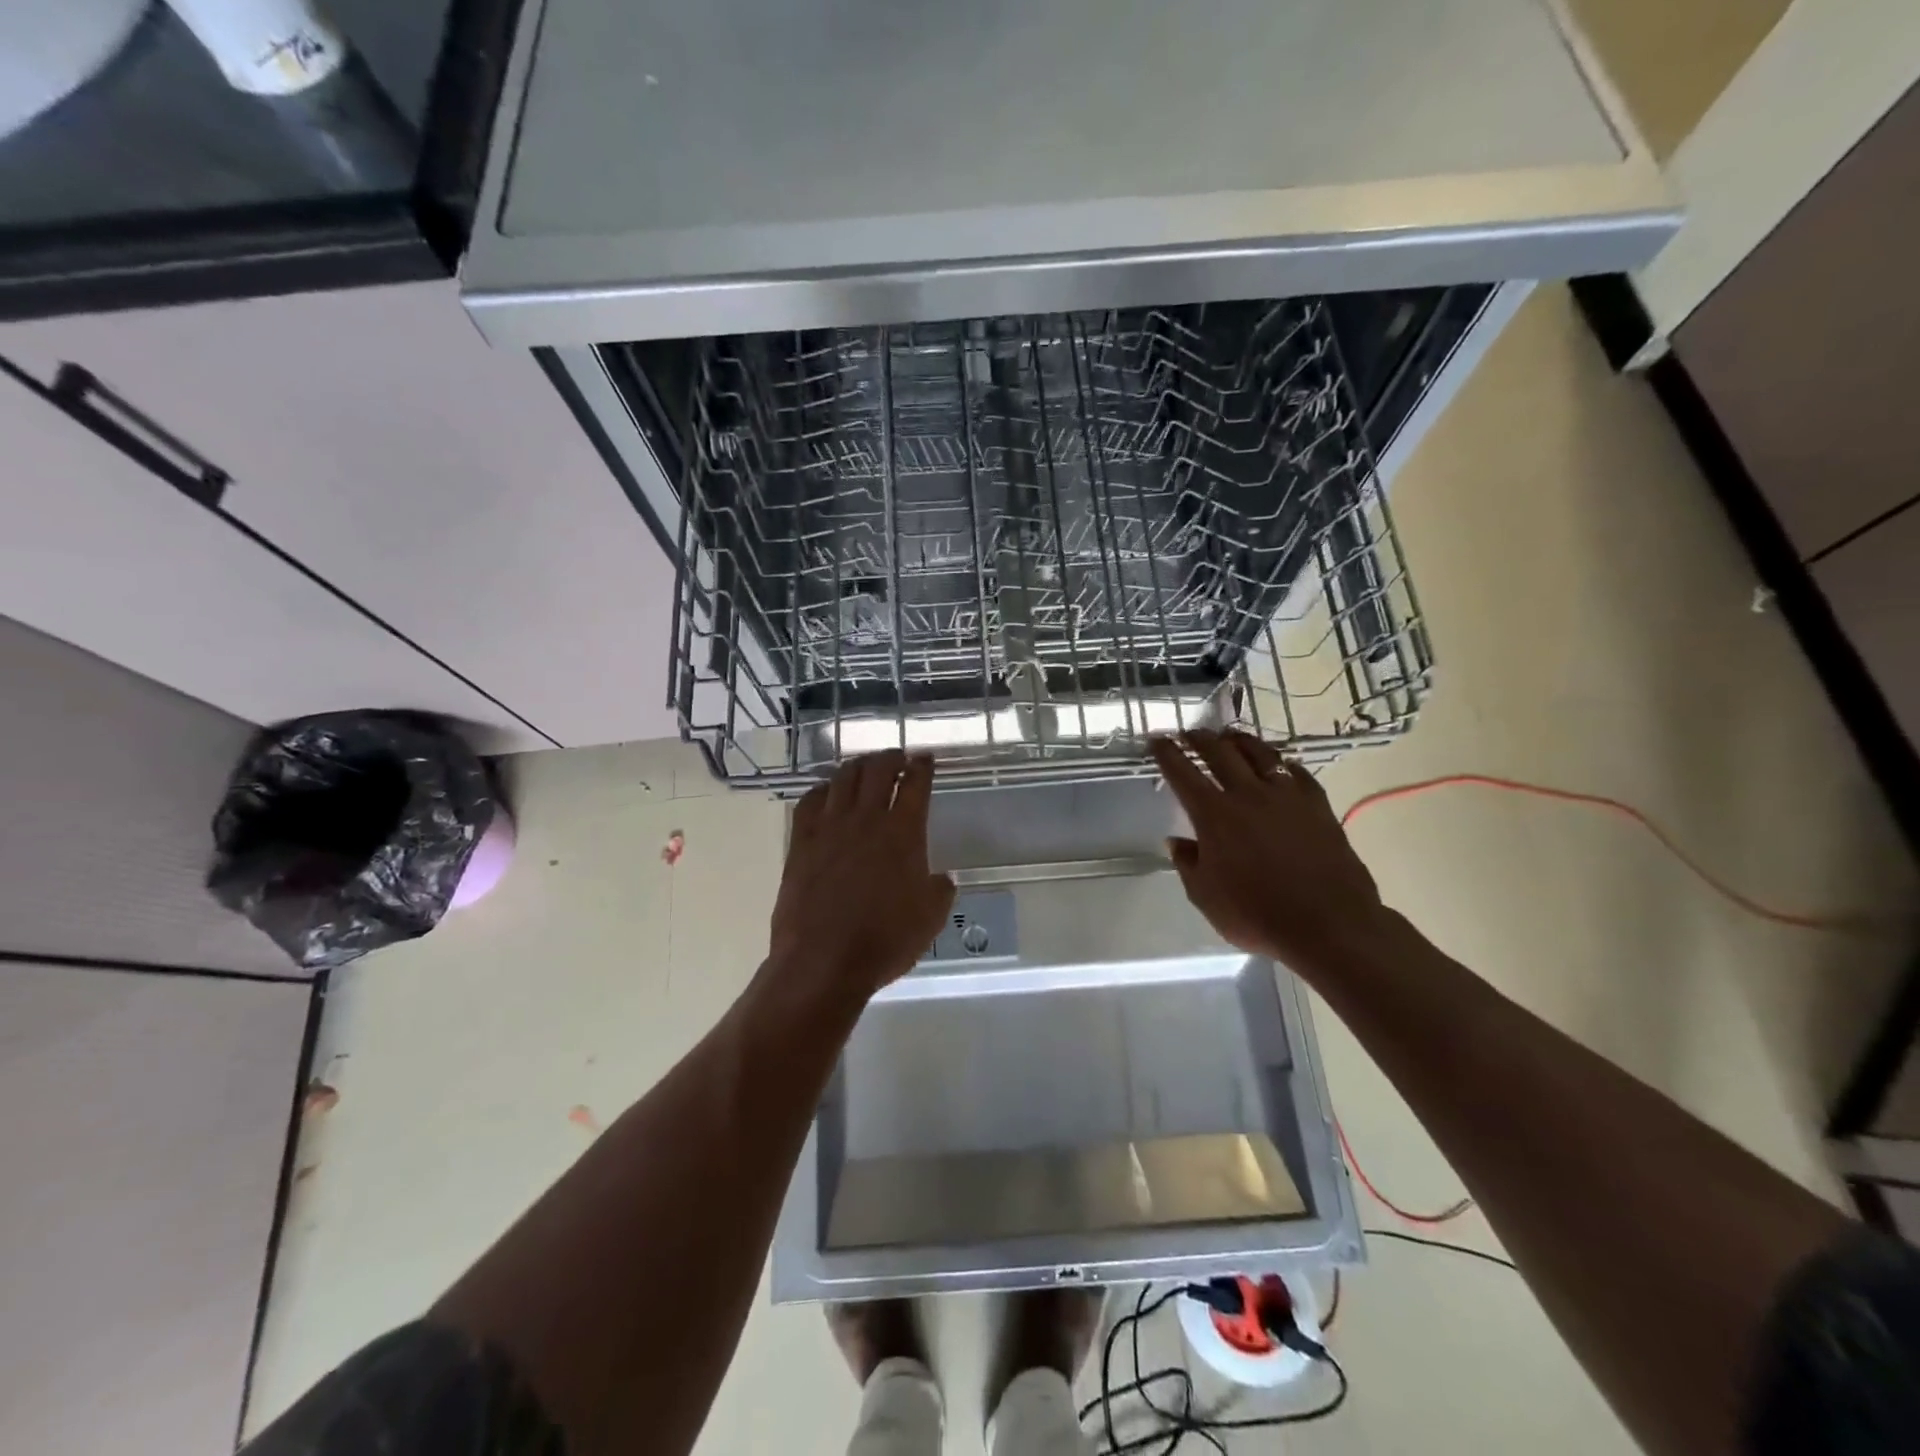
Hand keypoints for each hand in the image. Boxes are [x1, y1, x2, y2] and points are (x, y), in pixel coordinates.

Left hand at [767, 751, 955, 1006]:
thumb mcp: (930, 919)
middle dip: (890, 756)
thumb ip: (940, 890)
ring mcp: (829, 828)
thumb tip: (942, 878)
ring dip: (857, 766)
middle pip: (877, 770)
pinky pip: (810, 801)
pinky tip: (827, 793)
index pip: (915, 784)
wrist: (823, 961)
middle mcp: (866, 819)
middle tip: (897, 757)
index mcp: (903, 833)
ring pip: (843, 778)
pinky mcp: (801, 842)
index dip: (922, 766)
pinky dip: (822, 789)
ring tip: (864, 768)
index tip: (925, 758)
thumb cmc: (884, 941)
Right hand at [1150, 730, 1385, 972]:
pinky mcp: (1318, 804)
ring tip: (1231, 736)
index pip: (1183, 773)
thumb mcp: (1205, 897)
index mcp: (1214, 815)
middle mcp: (1248, 795)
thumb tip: (1177, 841)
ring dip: (1240, 740)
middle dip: (1200, 738)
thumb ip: (1188, 864)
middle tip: (1190, 733)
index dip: (1167, 753)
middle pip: (1220, 752)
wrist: (1329, 924)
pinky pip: (1297, 772)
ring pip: (1260, 753)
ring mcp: (1286, 796)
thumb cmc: (1257, 915)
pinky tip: (1280, 765)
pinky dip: (1282, 764)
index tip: (1158, 739)